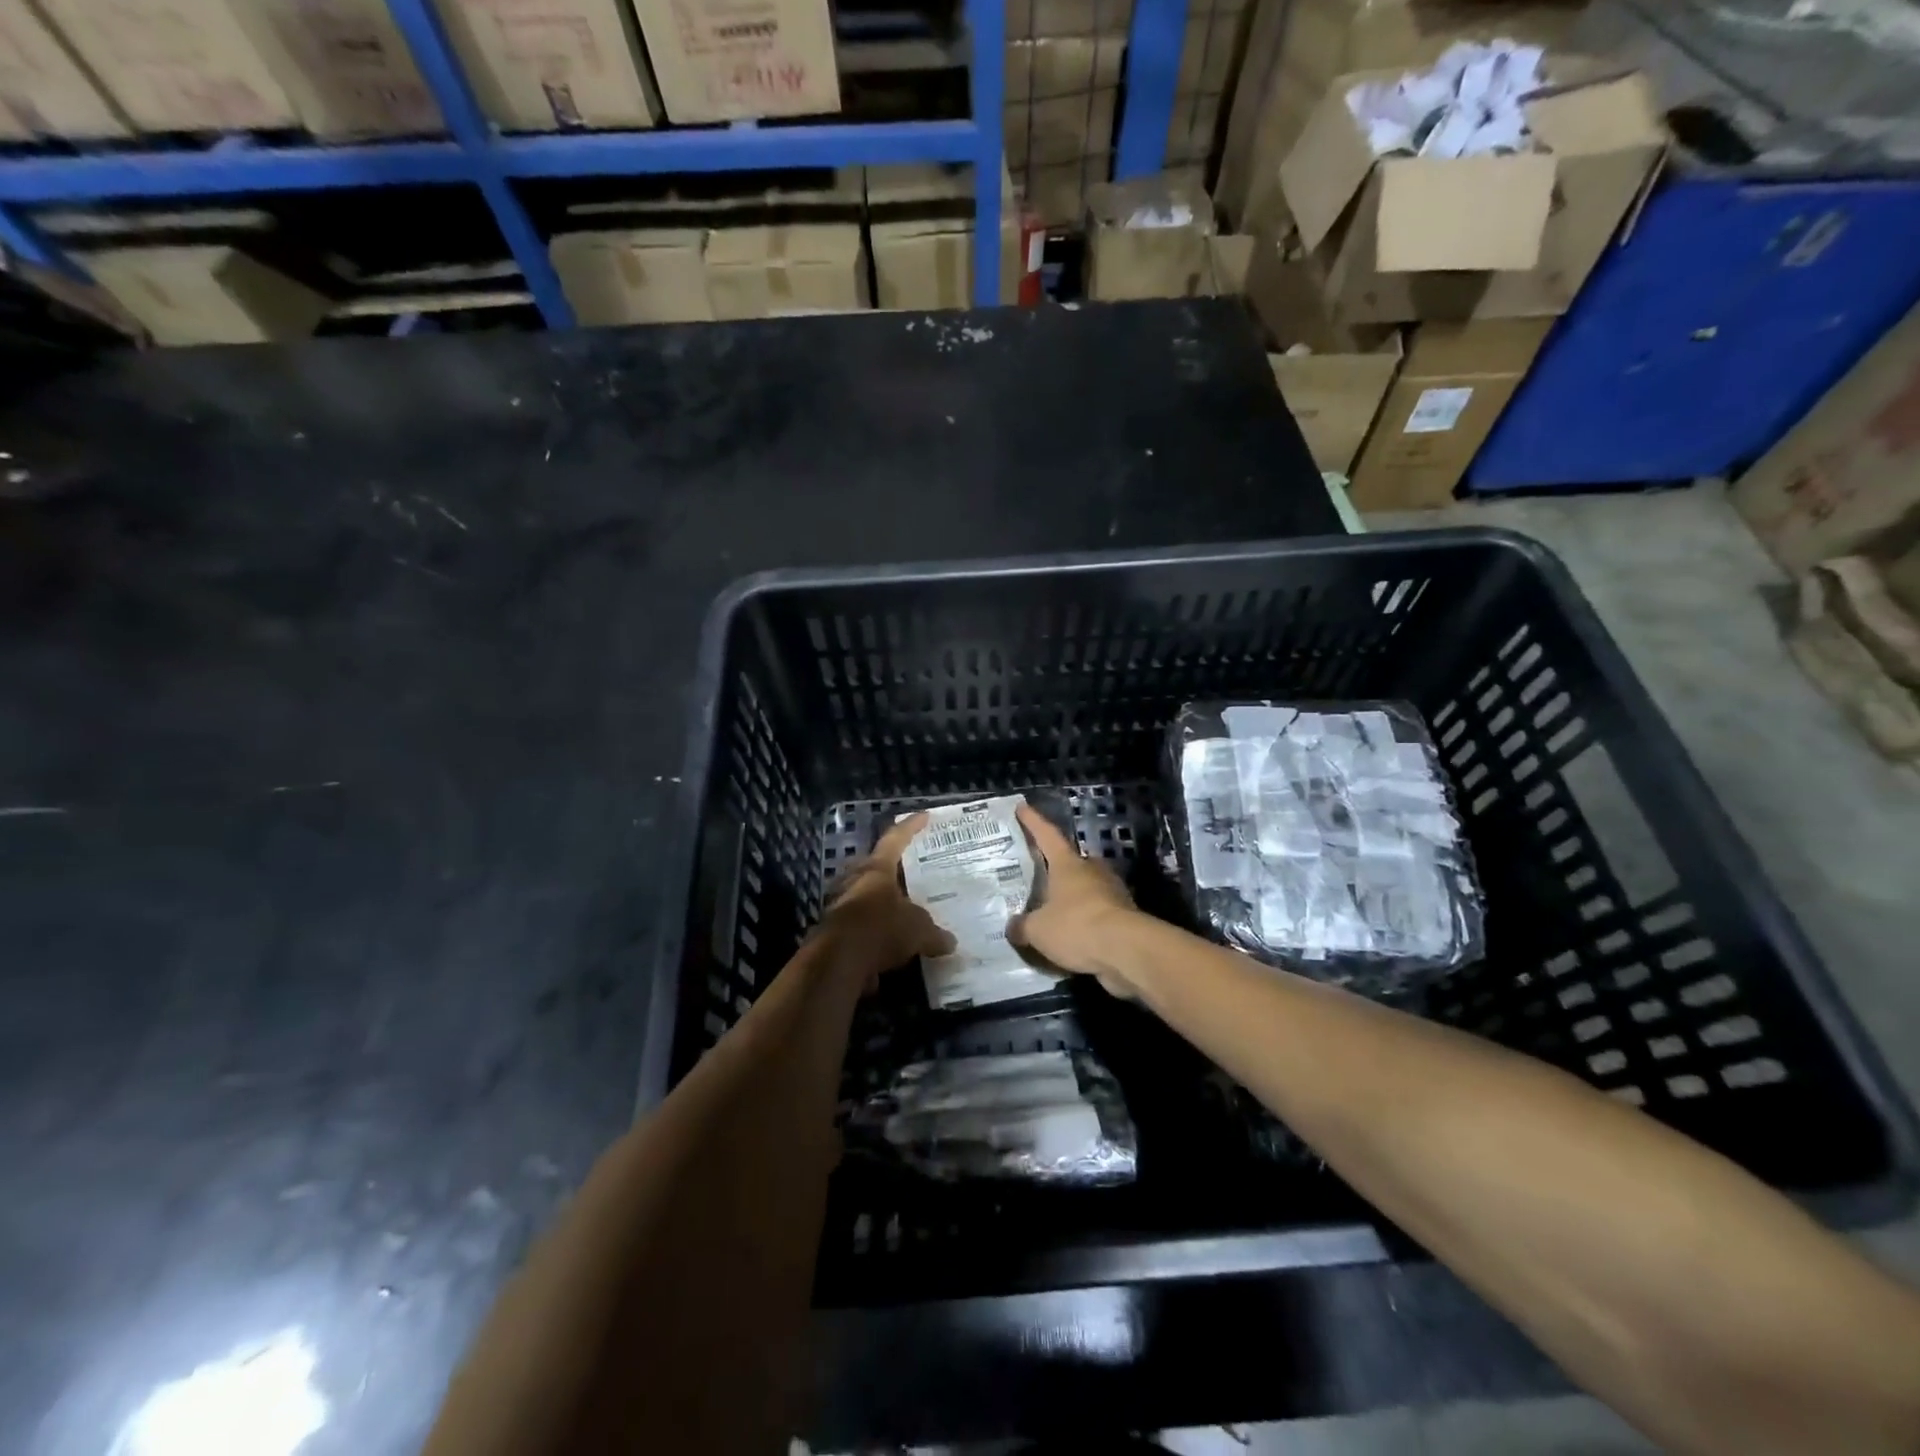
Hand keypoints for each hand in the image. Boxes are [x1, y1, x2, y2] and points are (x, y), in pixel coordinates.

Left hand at [815, 811, 954, 986]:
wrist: (837, 961)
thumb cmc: (881, 929)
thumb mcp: (918, 930)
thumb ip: (934, 933)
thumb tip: (950, 942)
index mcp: (877, 869)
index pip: (895, 839)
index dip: (911, 827)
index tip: (924, 816)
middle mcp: (855, 881)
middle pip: (873, 866)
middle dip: (888, 868)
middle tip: (906, 872)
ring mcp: (840, 905)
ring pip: (863, 896)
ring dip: (879, 903)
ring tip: (899, 912)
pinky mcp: (833, 931)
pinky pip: (858, 926)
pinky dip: (871, 934)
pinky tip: (887, 948)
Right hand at [1008, 802, 1142, 998]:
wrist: (1128, 950)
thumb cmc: (1077, 927)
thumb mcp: (1038, 930)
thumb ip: (1023, 926)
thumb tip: (1012, 927)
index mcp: (1068, 864)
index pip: (1047, 835)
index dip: (1033, 822)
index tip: (1023, 807)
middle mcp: (1092, 871)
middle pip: (1071, 862)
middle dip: (1056, 867)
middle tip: (1040, 874)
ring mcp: (1112, 892)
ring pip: (1087, 888)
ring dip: (1072, 897)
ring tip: (1054, 910)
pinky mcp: (1125, 916)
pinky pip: (1098, 913)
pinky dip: (1085, 921)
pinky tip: (1073, 936)